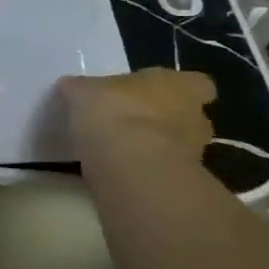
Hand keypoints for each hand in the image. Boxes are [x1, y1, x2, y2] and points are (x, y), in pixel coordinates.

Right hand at [60, 69, 214, 160]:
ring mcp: (194, 154)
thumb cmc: (114, 112)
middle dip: (168, 121)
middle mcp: (194, 117)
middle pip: (190, 117)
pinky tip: (123, 173)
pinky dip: (149, 173)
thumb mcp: (84, 92)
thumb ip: (82, 89)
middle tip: (135, 125)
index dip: (179, 89)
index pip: (197, 84)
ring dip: (159, 149)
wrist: (130, 165)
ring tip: (126, 153)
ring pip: (181, 148)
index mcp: (179, 86)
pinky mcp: (181, 184)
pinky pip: (166, 173)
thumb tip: (71, 86)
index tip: (154, 95)